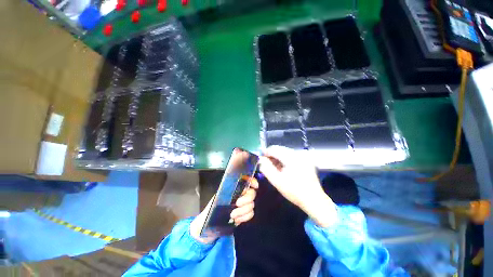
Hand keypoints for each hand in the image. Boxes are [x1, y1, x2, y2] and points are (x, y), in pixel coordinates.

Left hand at [190, 178, 257, 243]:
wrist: (211, 225)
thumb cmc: (213, 208)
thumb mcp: (219, 196)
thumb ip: (229, 190)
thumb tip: (238, 187)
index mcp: (235, 187)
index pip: (247, 180)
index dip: (253, 181)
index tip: (254, 186)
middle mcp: (241, 194)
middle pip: (252, 193)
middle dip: (246, 199)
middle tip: (237, 204)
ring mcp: (244, 204)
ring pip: (252, 204)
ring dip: (243, 211)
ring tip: (233, 215)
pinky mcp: (245, 214)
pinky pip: (251, 214)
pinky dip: (244, 217)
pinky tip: (236, 220)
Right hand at [259, 146, 336, 227]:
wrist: (314, 200)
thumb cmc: (294, 191)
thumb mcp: (277, 181)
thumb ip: (266, 168)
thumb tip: (260, 159)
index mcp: (291, 157)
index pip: (274, 148)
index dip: (265, 153)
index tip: (261, 160)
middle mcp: (298, 153)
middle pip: (280, 149)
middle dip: (272, 156)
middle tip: (267, 165)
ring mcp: (303, 156)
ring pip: (285, 152)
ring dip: (278, 158)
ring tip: (275, 168)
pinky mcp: (306, 160)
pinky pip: (291, 155)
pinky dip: (285, 160)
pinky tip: (283, 168)